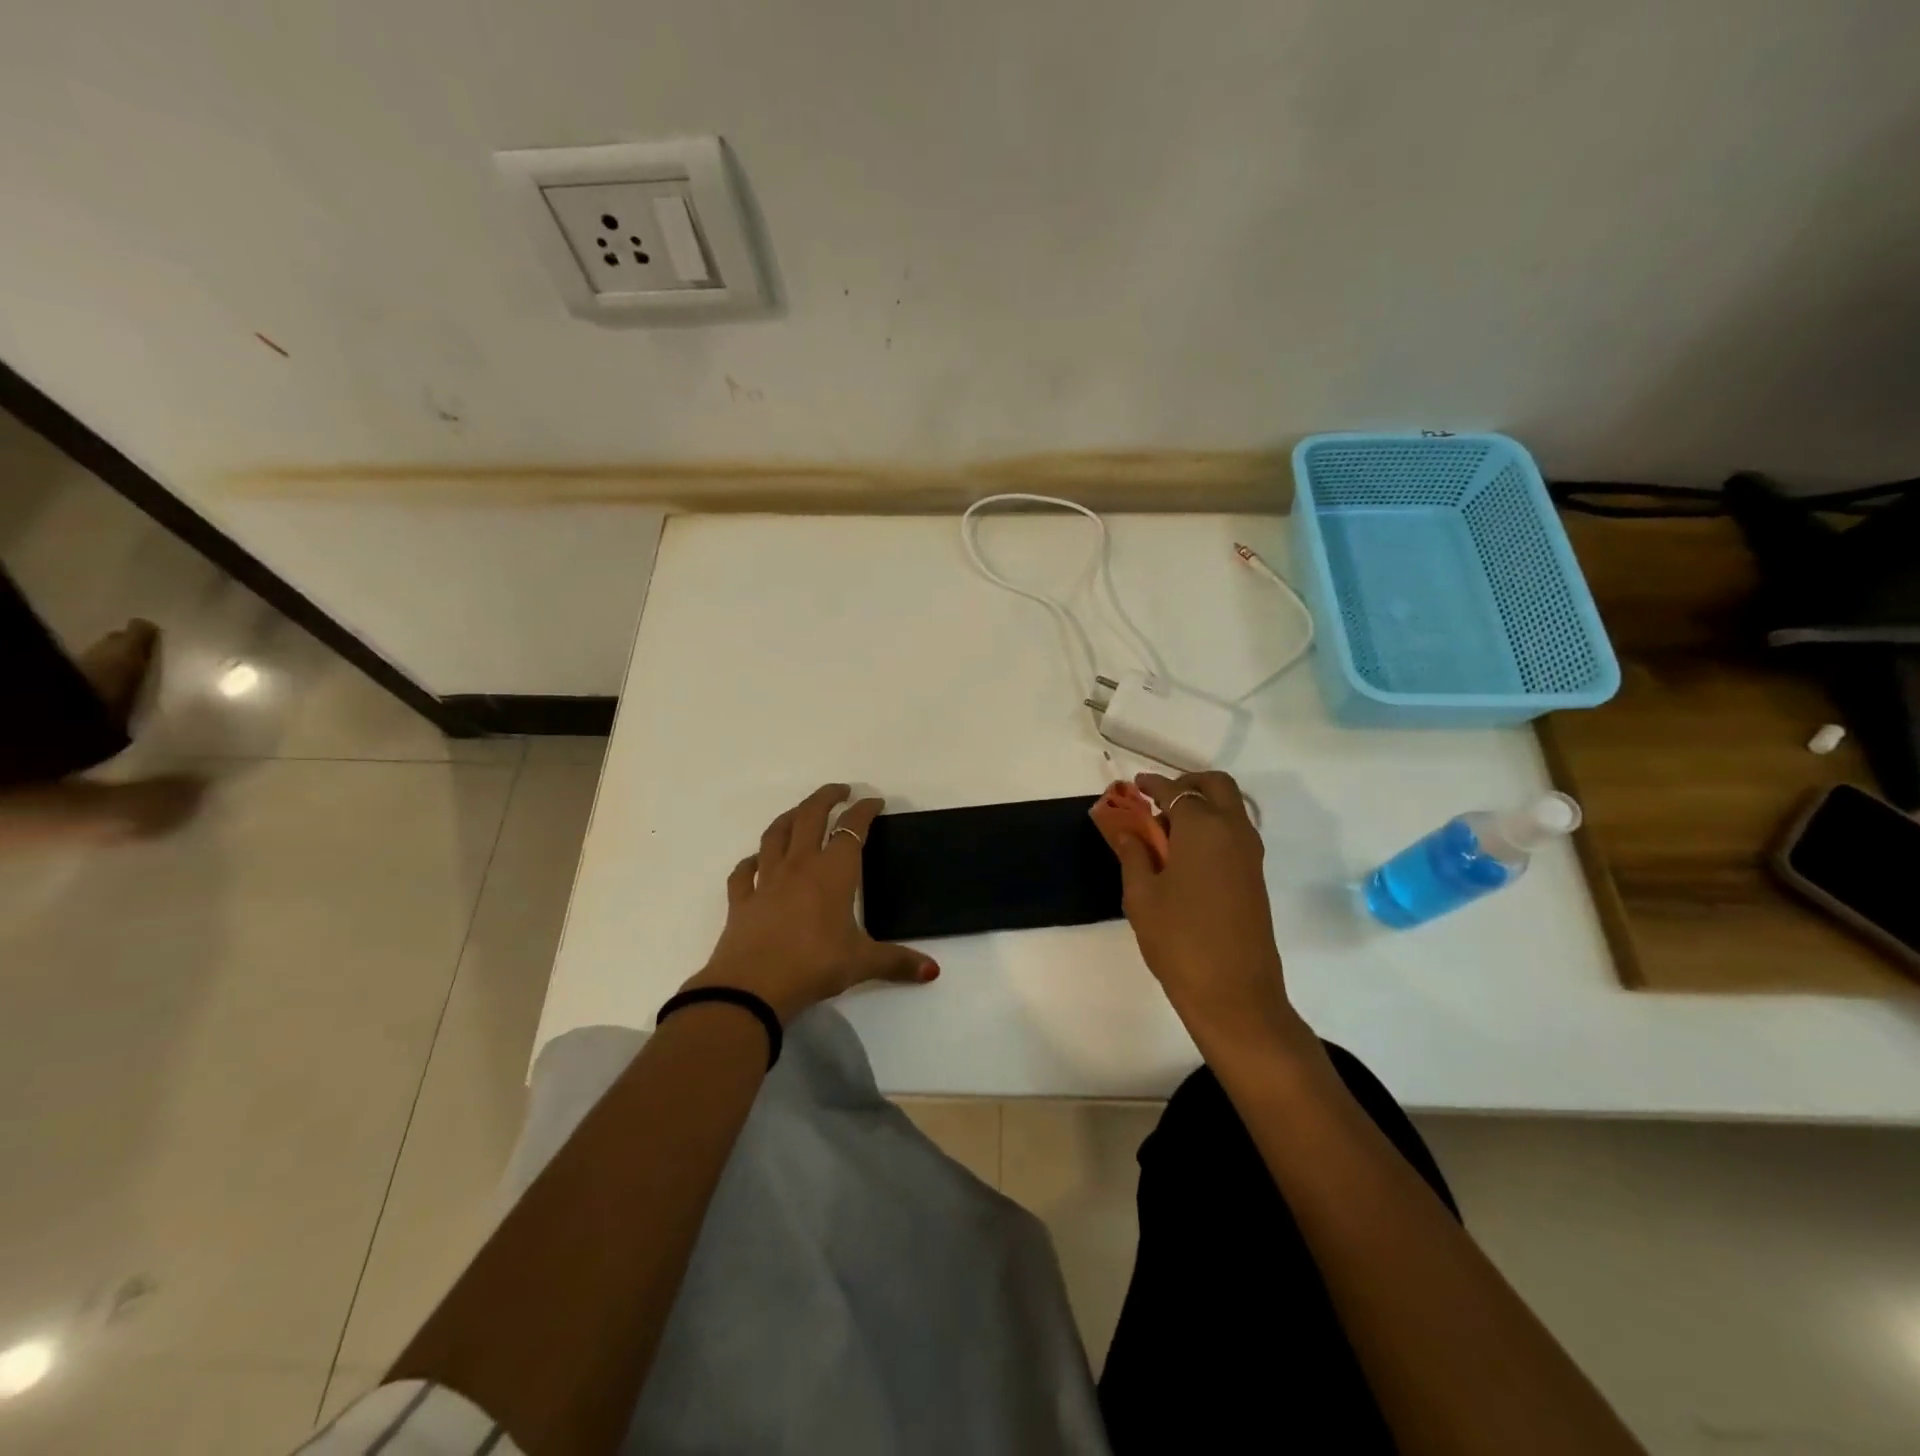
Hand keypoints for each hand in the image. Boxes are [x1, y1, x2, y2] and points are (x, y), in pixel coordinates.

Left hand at [685, 784, 938, 1023]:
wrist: (752, 987)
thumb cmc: (814, 965)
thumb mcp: (861, 963)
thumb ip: (897, 961)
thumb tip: (932, 971)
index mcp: (833, 872)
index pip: (852, 828)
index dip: (864, 810)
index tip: (874, 802)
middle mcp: (799, 866)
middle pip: (810, 816)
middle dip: (826, 798)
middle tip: (840, 790)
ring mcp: (766, 880)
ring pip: (776, 834)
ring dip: (790, 817)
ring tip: (800, 812)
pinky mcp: (741, 899)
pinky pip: (743, 871)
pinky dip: (751, 861)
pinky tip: (755, 861)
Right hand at [1090, 770, 1310, 1056]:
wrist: (1234, 994)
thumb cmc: (1179, 940)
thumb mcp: (1141, 895)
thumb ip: (1133, 854)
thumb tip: (1127, 830)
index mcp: (1203, 828)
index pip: (1175, 791)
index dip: (1152, 784)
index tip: (1134, 785)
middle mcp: (1233, 831)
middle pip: (1216, 786)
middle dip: (1186, 784)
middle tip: (1157, 801)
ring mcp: (1250, 854)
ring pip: (1229, 808)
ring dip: (1201, 806)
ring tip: (1165, 832)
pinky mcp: (1255, 876)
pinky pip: (1234, 832)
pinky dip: (1212, 827)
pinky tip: (1185, 855)